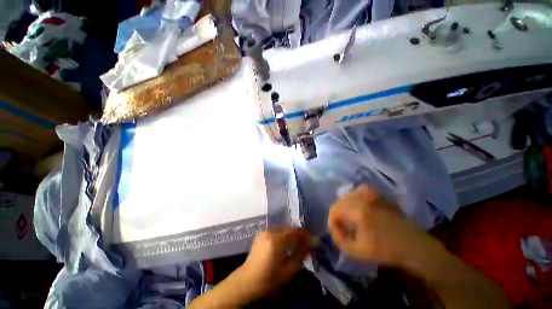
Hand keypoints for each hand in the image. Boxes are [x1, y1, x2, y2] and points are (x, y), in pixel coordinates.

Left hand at [235, 226, 311, 299]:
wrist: (246, 282)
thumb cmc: (269, 281)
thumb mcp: (289, 270)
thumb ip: (302, 253)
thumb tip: (313, 241)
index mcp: (277, 240)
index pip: (297, 231)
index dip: (307, 234)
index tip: (314, 241)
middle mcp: (270, 231)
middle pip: (290, 227)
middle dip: (299, 234)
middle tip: (306, 245)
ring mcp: (264, 231)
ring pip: (283, 227)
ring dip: (291, 234)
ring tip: (296, 245)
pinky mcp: (261, 233)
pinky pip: (277, 230)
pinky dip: (284, 234)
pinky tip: (285, 245)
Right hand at [328, 184, 430, 265]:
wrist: (413, 245)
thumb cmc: (386, 251)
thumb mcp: (358, 251)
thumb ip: (339, 239)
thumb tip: (333, 227)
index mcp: (358, 212)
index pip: (334, 210)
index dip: (332, 221)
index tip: (337, 231)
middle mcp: (363, 199)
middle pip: (339, 201)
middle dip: (337, 214)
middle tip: (343, 226)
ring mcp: (372, 194)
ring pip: (348, 194)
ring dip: (345, 205)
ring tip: (350, 217)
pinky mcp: (380, 194)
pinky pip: (360, 190)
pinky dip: (355, 196)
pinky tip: (359, 205)